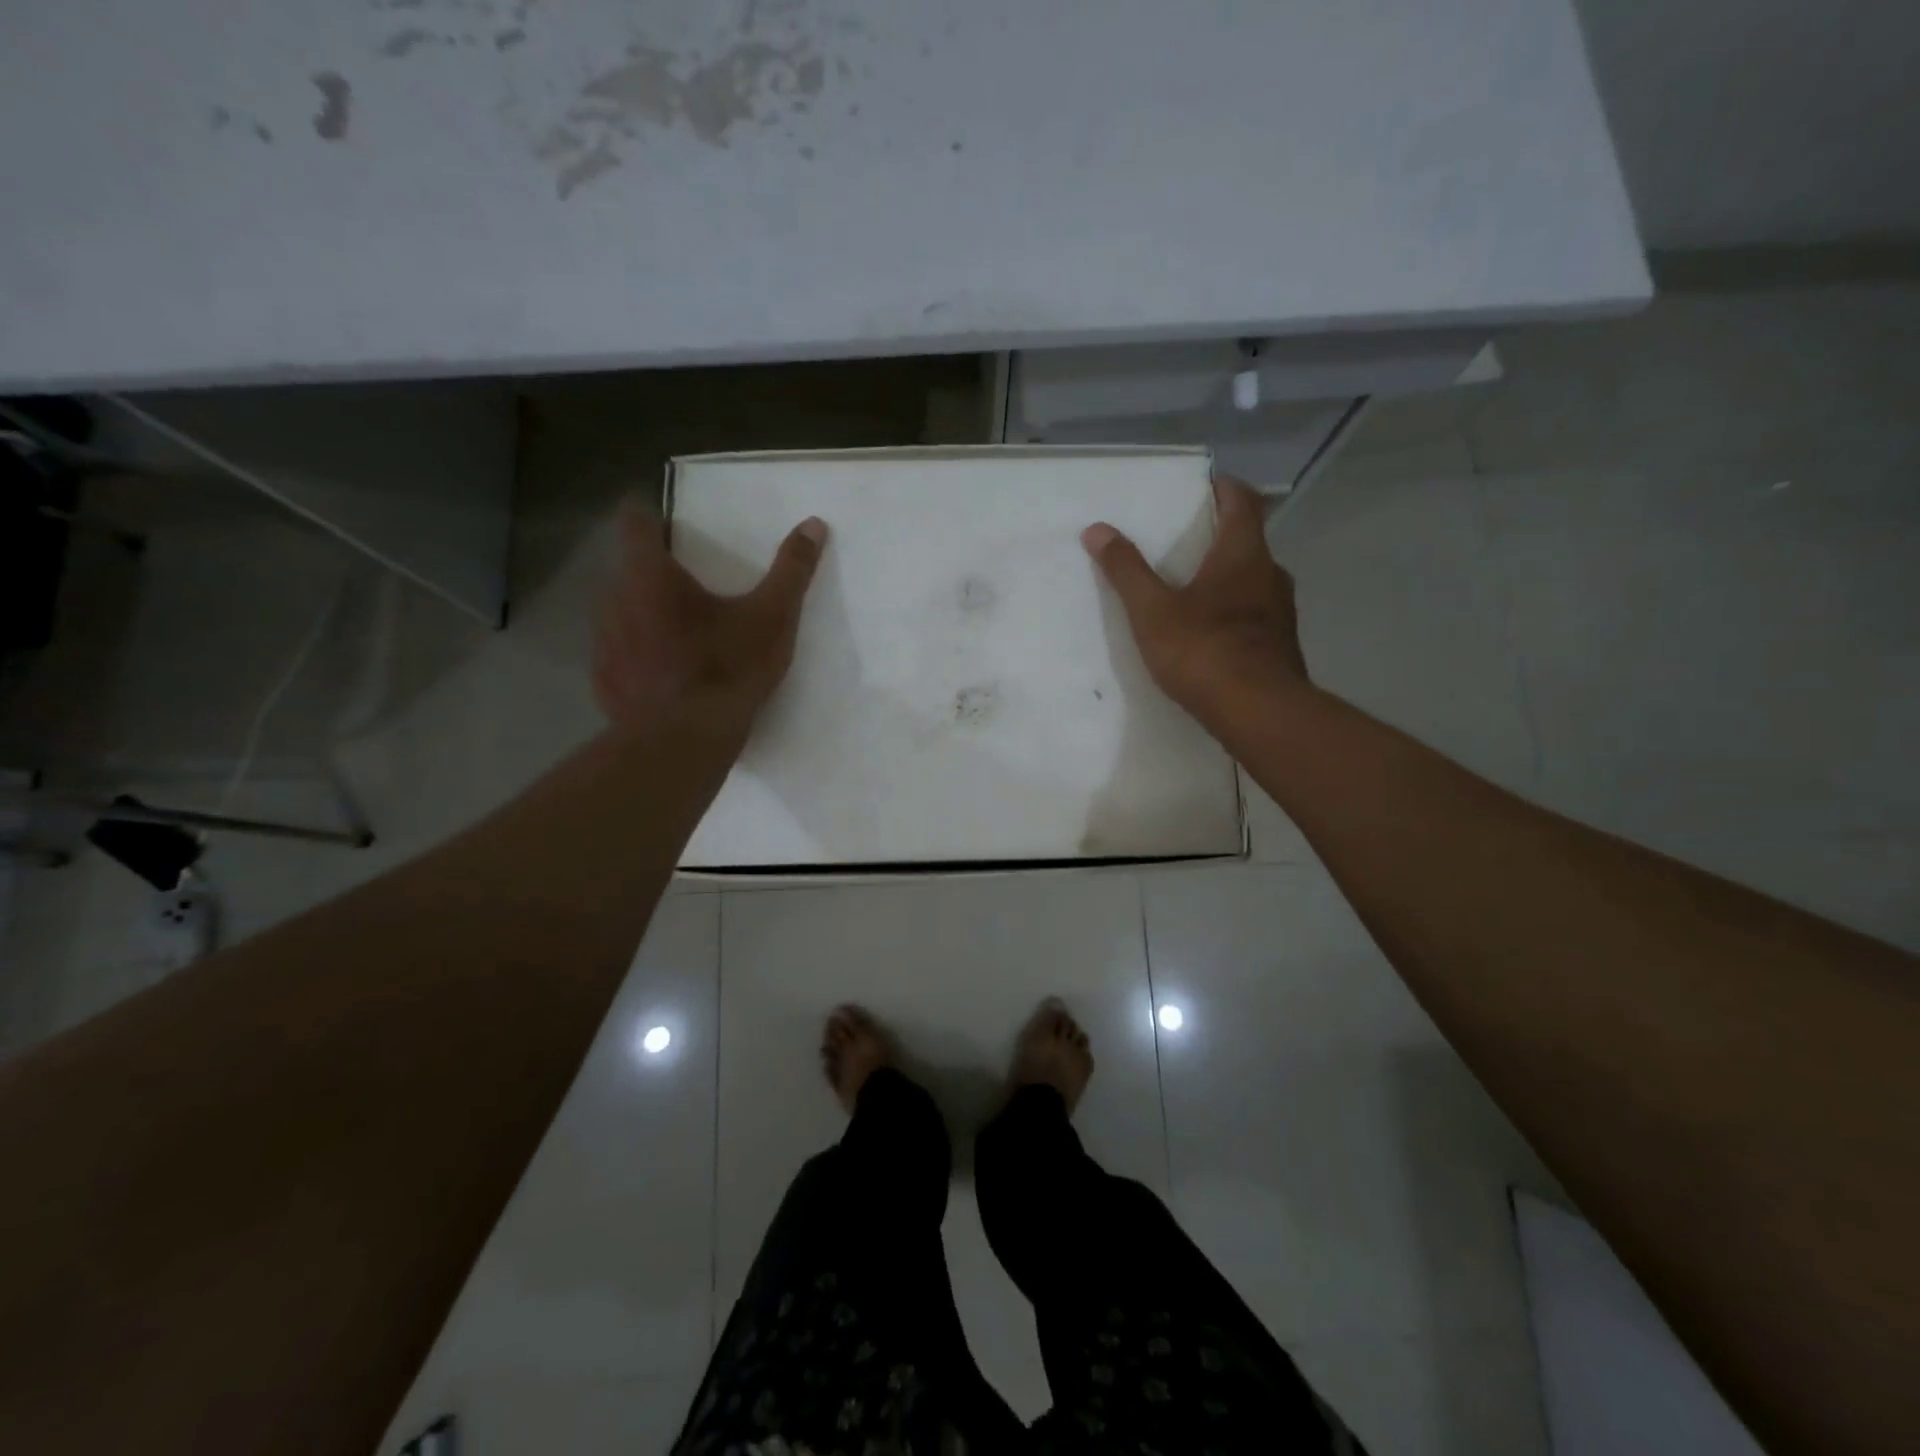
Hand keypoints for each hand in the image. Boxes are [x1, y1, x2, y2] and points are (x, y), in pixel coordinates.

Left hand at [594, 507, 826, 735]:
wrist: (684, 742)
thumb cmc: (727, 669)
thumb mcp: (772, 618)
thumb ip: (792, 570)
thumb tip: (813, 525)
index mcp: (651, 577)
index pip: (635, 523)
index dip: (653, 521)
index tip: (674, 532)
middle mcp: (615, 601)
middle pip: (630, 572)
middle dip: (656, 576)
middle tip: (692, 593)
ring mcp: (604, 644)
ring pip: (622, 615)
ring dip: (645, 617)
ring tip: (680, 639)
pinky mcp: (604, 682)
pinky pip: (619, 657)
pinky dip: (638, 658)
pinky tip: (665, 678)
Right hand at [1081, 476, 1307, 728]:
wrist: (1258, 712)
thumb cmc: (1203, 650)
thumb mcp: (1152, 610)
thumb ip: (1126, 570)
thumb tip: (1097, 529)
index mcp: (1243, 555)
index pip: (1242, 502)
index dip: (1224, 488)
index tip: (1204, 486)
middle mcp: (1271, 575)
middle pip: (1249, 542)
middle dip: (1220, 537)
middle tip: (1186, 541)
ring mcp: (1281, 613)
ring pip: (1254, 581)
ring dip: (1228, 578)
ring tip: (1192, 589)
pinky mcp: (1280, 646)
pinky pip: (1255, 615)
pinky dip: (1234, 612)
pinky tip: (1210, 633)